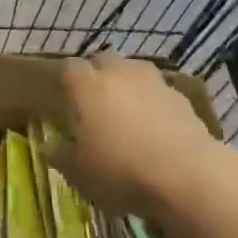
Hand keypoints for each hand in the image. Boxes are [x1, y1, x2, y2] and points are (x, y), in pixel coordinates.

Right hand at [55, 55, 231, 229]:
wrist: (187, 175)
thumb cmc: (120, 170)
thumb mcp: (79, 173)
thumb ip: (61, 155)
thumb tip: (50, 146)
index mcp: (87, 84)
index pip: (69, 69)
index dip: (66, 84)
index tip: (66, 105)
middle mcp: (118, 72)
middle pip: (103, 62)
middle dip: (98, 78)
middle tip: (96, 108)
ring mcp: (153, 81)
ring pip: (133, 73)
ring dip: (128, 88)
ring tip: (128, 118)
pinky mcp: (181, 97)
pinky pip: (158, 93)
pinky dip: (154, 105)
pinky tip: (156, 132)